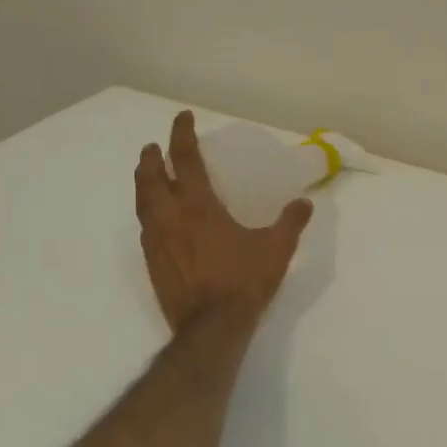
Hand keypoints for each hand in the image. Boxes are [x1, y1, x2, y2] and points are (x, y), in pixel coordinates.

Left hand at [135, 111, 312, 331]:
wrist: (211, 328)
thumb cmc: (243, 283)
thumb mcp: (276, 250)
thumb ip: (290, 223)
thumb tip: (304, 203)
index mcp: (199, 207)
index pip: (186, 160)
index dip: (182, 135)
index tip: (182, 118)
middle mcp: (171, 218)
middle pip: (151, 178)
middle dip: (152, 158)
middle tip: (155, 146)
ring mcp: (157, 241)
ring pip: (142, 202)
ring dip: (143, 182)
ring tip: (147, 174)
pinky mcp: (152, 262)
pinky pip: (144, 227)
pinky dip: (146, 211)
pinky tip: (153, 218)